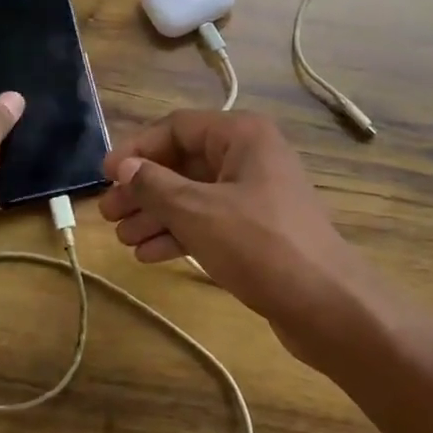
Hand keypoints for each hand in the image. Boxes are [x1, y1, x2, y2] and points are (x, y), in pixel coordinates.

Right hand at [96, 110, 371, 361]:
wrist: (327, 305)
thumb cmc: (259, 245)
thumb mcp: (198, 212)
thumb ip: (155, 185)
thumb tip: (124, 167)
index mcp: (242, 135)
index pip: (177, 127)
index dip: (138, 149)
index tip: (105, 175)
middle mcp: (250, 156)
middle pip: (184, 162)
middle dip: (144, 188)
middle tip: (108, 213)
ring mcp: (256, 194)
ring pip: (194, 194)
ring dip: (157, 213)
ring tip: (122, 238)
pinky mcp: (258, 229)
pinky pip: (209, 220)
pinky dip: (180, 233)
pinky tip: (148, 254)